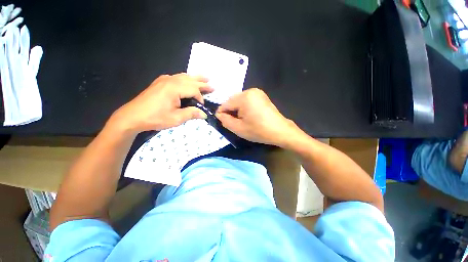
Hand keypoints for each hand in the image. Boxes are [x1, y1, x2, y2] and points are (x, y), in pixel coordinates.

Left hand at [111, 73, 212, 132]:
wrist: (133, 116)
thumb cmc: (155, 118)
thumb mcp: (176, 118)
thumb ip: (191, 113)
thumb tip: (204, 114)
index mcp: (174, 88)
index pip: (194, 90)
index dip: (200, 98)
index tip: (201, 108)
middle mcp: (170, 80)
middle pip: (190, 80)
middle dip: (202, 83)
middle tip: (212, 86)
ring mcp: (164, 80)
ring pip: (183, 76)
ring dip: (195, 78)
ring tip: (204, 77)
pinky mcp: (159, 82)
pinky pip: (176, 77)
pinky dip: (185, 78)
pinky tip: (186, 79)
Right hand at [216, 88, 299, 146]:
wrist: (280, 131)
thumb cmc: (259, 131)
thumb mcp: (238, 128)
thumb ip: (225, 120)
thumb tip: (219, 114)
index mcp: (244, 97)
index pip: (226, 104)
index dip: (222, 113)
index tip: (222, 122)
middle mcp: (250, 91)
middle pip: (233, 101)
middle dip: (231, 111)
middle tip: (233, 123)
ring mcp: (257, 92)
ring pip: (240, 101)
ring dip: (238, 110)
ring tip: (242, 120)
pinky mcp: (262, 96)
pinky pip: (247, 100)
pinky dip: (244, 108)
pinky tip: (249, 116)